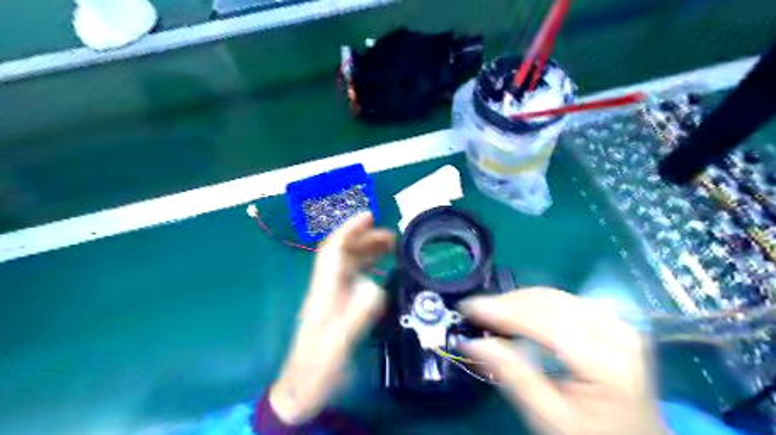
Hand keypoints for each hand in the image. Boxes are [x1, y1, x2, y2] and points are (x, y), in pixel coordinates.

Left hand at [271, 215, 394, 424]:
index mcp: (323, 291)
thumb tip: (376, 288)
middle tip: (392, 235)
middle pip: (343, 254)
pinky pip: (354, 279)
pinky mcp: (338, 308)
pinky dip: (369, 269)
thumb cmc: (316, 369)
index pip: (333, 251)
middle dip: (364, 238)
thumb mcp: (337, 345)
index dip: (349, 230)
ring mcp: (332, 298)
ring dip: (367, 251)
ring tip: (391, 247)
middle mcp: (327, 288)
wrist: (301, 390)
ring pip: (349, 265)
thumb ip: (355, 317)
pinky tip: (382, 272)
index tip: (368, 215)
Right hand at [459, 288, 667, 434]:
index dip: (502, 311)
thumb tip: (471, 342)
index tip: (468, 308)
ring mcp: (616, 321)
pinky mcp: (610, 319)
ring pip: (554, 295)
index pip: (545, 323)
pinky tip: (516, 312)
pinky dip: (534, 302)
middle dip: (506, 302)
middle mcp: (616, 331)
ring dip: (517, 300)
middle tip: (474, 311)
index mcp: (606, 362)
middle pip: (550, 301)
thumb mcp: (548, 416)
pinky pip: (563, 300)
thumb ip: (511, 375)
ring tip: (490, 312)